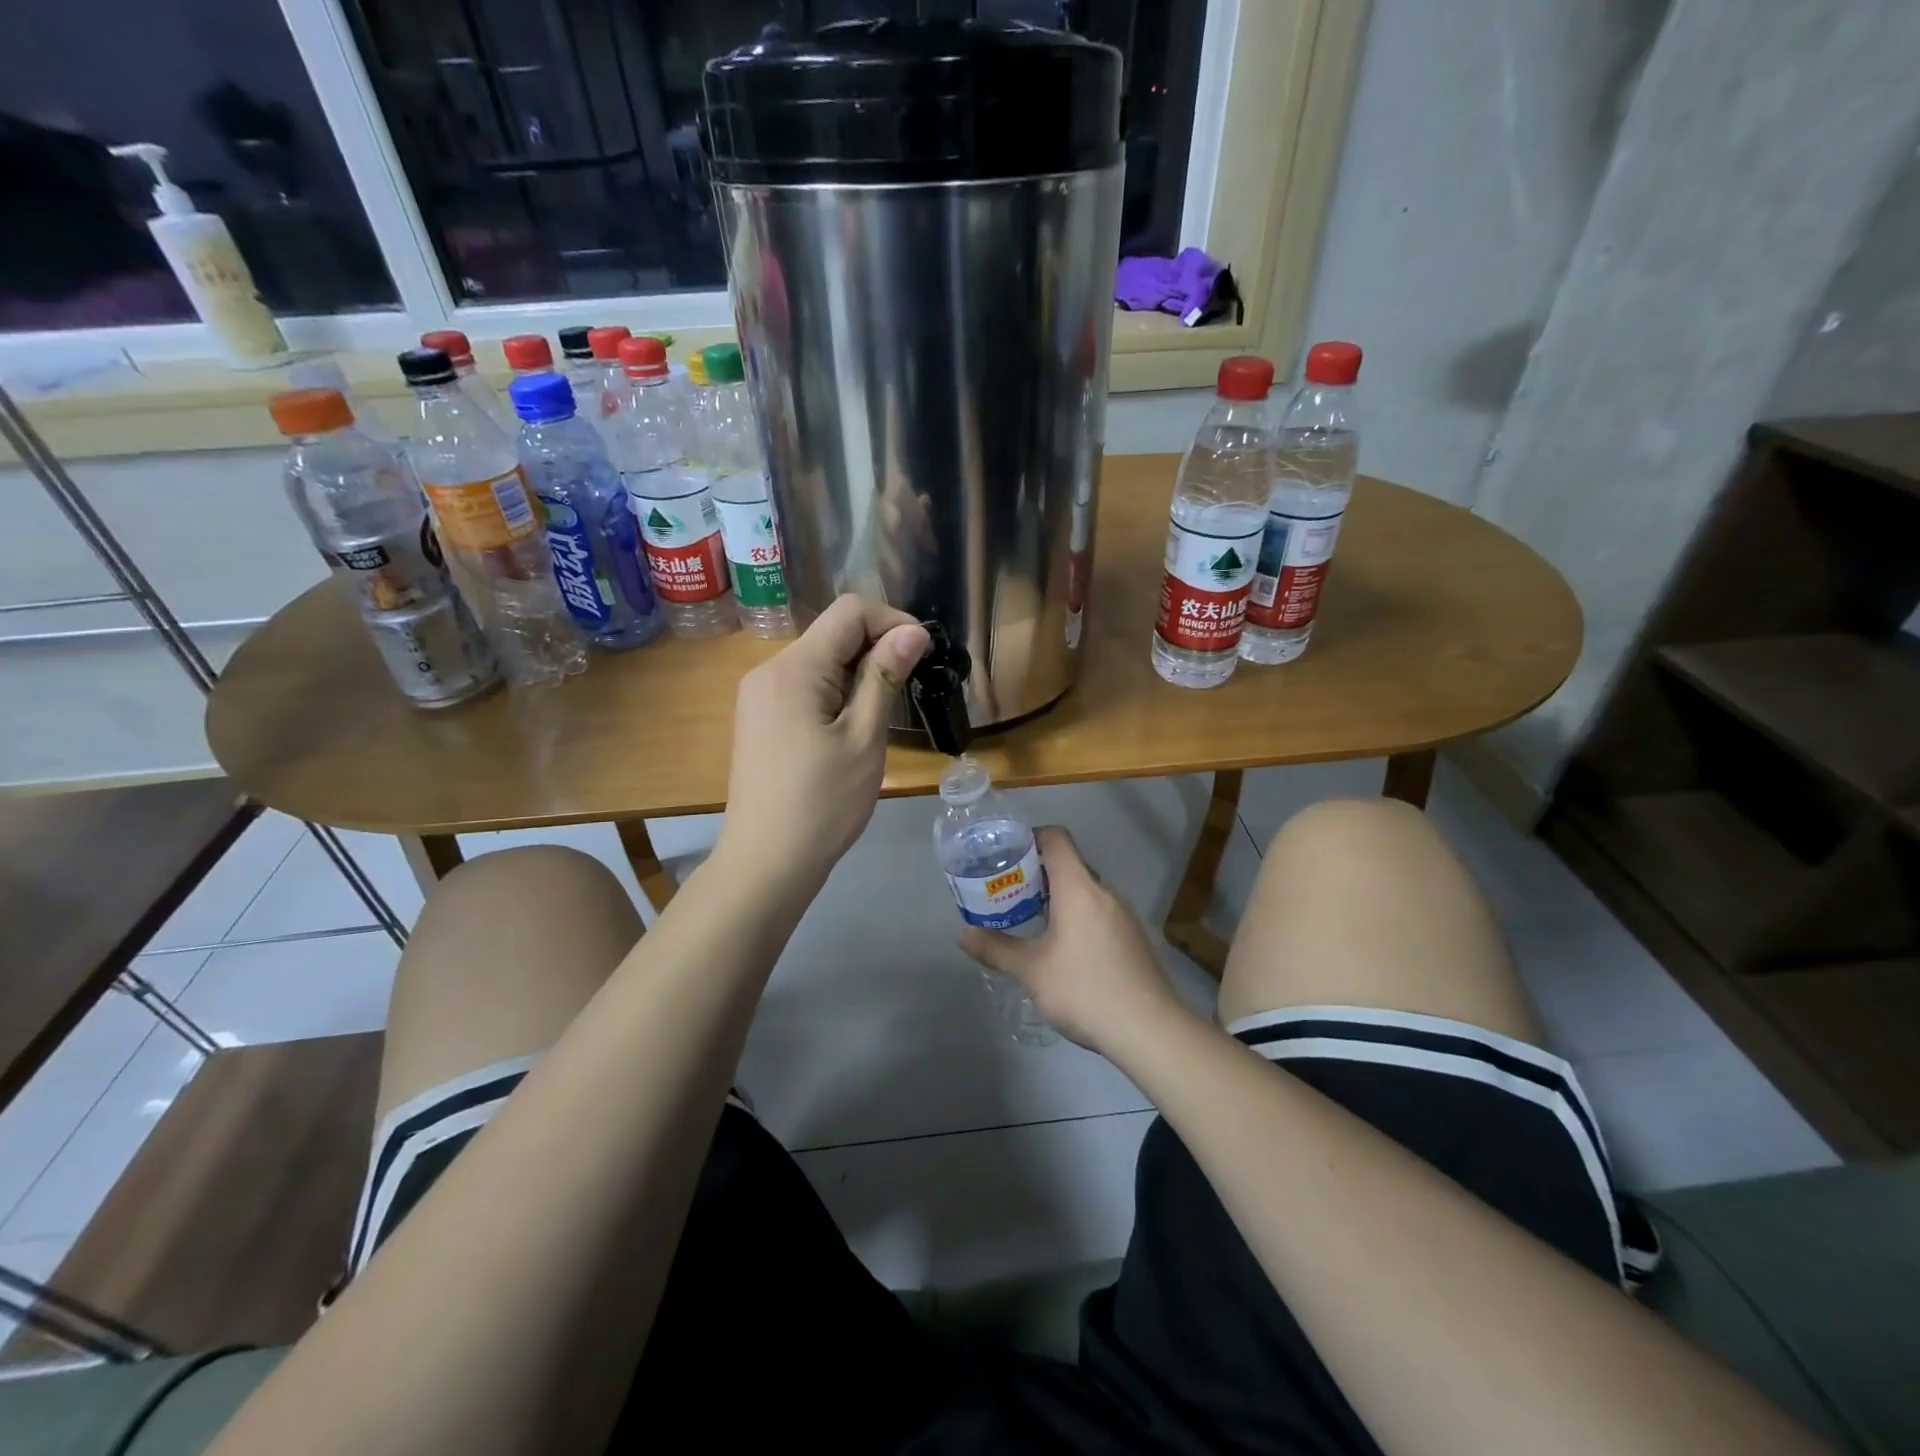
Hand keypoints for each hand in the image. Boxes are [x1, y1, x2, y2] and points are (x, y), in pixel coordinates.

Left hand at [717, 595, 928, 891]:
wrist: (766, 862)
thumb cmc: (822, 804)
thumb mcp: (864, 738)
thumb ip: (885, 677)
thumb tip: (913, 631)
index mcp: (794, 668)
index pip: (849, 612)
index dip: (892, 622)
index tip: (923, 655)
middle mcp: (769, 670)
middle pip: (832, 632)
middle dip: (876, 647)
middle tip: (909, 688)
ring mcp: (758, 695)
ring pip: (819, 659)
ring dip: (857, 671)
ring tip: (882, 713)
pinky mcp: (759, 717)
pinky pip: (803, 685)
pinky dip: (835, 690)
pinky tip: (851, 726)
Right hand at [957, 827, 1187, 1055]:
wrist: (1148, 1029)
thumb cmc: (1084, 989)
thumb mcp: (1031, 971)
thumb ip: (995, 949)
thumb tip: (962, 934)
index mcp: (1078, 887)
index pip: (1056, 839)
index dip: (1031, 838)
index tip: (1007, 855)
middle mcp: (1104, 891)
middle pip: (1070, 864)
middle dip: (1038, 873)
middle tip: (1010, 892)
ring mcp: (1124, 914)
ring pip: (1086, 890)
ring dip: (1060, 897)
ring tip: (1033, 920)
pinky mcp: (1135, 937)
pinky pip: (1101, 911)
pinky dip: (1079, 916)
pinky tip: (1066, 949)